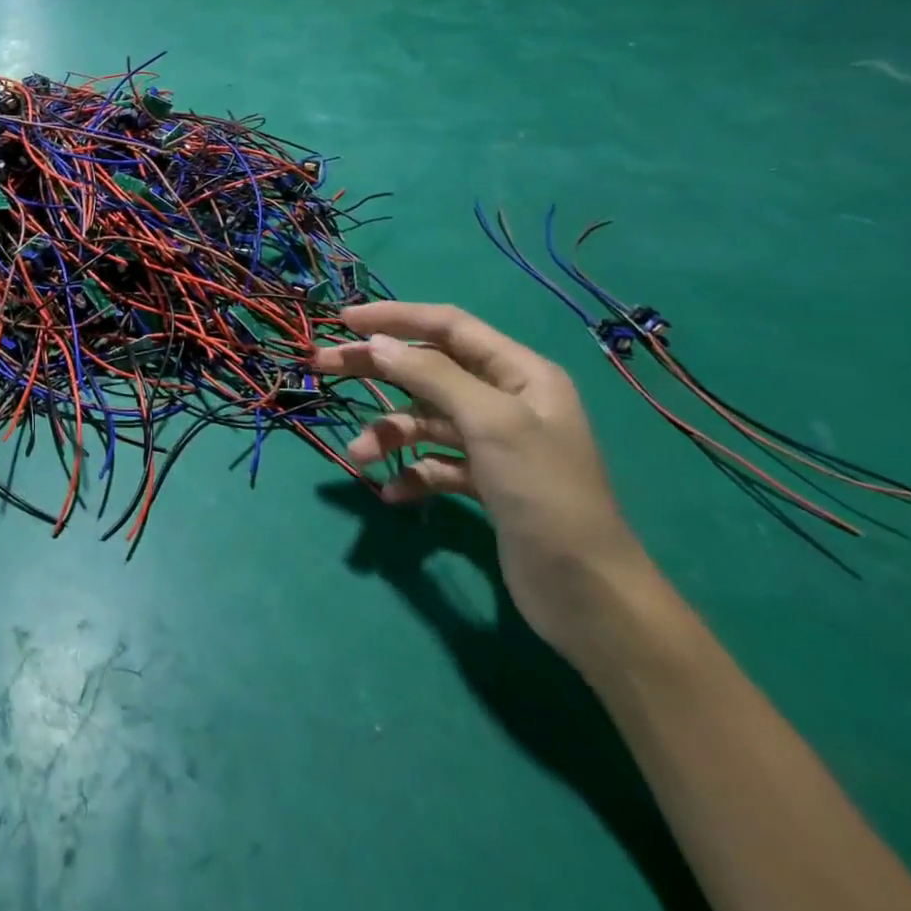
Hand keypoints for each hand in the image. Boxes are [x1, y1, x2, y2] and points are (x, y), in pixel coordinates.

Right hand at [311, 302, 654, 661]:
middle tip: (322, 366)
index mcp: (518, 373)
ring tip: (360, 458)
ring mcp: (494, 442)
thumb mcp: (489, 421)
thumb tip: (377, 344)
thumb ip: (431, 375)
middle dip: (375, 369)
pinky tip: (394, 493)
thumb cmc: (543, 492)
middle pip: (426, 369)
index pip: (447, 326)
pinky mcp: (485, 482)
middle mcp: (506, 399)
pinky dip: (411, 471)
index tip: (343, 321)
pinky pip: (434, 461)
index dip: (395, 317)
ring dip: (388, 433)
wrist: (588, 593)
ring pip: (424, 419)